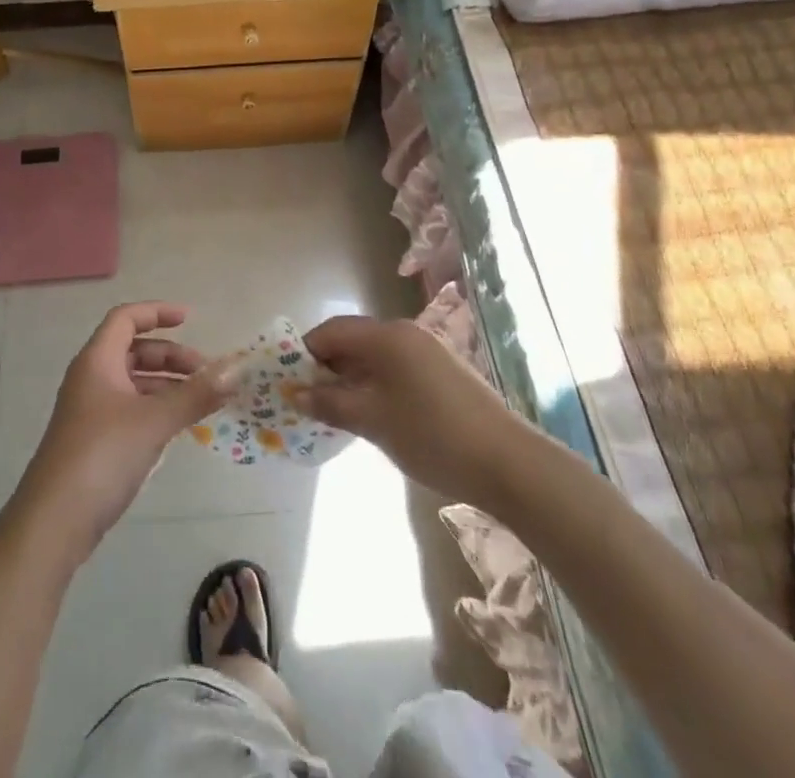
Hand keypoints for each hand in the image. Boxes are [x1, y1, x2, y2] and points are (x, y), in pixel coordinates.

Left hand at [13, 303, 235, 561]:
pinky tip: (178, 427)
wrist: (53, 522)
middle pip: (134, 351)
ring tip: (201, 402)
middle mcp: (91, 378)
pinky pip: (130, 409)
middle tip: (206, 374)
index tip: (190, 319)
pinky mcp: (93, 441)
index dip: (157, 312)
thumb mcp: (154, 421)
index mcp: (97, 361)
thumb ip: (195, 395)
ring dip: (167, 385)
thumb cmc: (102, 455)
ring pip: (133, 383)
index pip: (126, 319)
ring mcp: (90, 411)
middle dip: (171, 356)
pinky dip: (155, 409)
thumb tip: (235, 370)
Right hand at [294, 315, 523, 507]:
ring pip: (375, 358)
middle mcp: (406, 334)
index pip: (332, 331)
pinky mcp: (442, 373)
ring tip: (335, 413)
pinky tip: (371, 416)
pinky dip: (375, 386)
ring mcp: (427, 352)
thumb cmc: (432, 435)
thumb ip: (330, 403)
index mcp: (387, 336)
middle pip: (353, 341)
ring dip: (350, 379)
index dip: (305, 353)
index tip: (287, 381)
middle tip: (307, 401)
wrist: (508, 463)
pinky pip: (395, 370)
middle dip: (326, 368)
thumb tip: (296, 393)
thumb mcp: (373, 421)